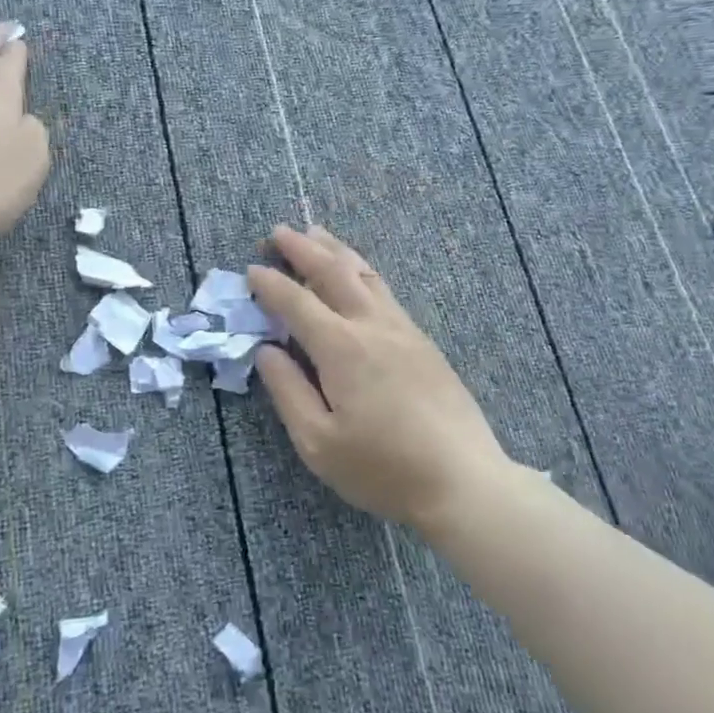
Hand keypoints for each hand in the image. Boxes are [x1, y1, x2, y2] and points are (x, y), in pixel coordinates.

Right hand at [248, 225, 511, 530]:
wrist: (462, 479)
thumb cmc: (383, 468)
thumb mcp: (318, 443)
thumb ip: (288, 392)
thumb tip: (266, 351)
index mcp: (341, 348)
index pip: (297, 302)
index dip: (271, 284)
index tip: (251, 270)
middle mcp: (372, 325)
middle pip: (333, 272)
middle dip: (302, 248)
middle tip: (277, 232)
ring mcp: (403, 329)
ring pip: (364, 273)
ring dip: (335, 250)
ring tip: (316, 233)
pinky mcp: (423, 340)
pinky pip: (384, 289)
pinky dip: (361, 270)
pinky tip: (358, 273)